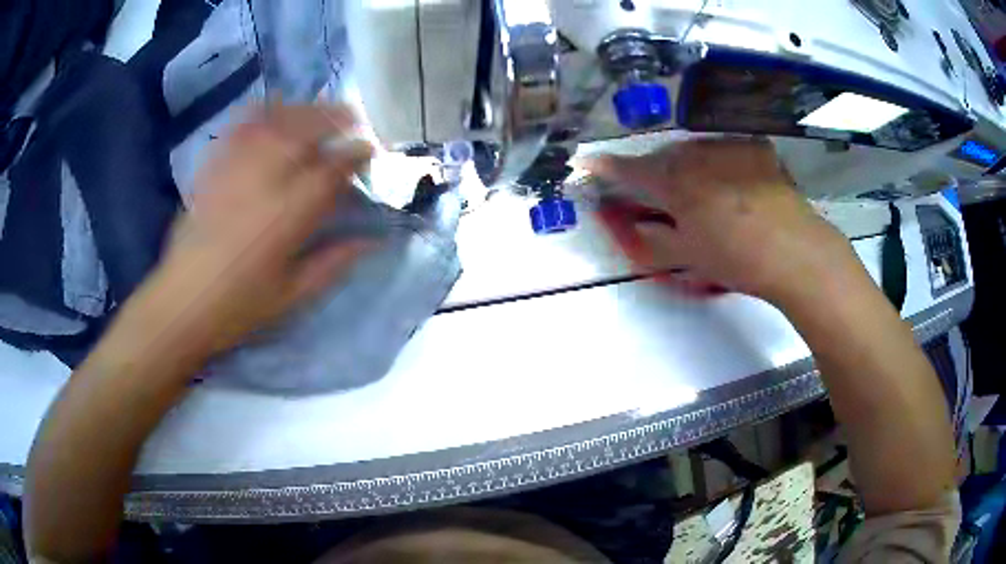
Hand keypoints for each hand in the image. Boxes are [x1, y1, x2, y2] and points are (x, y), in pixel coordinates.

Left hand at [148, 104, 374, 355]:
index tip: (370, 150)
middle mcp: (265, 178)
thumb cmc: (238, 306)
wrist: (179, 304)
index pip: (334, 168)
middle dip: (337, 119)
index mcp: (289, 214)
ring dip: (305, 111)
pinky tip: (274, 113)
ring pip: (277, 120)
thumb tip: (373, 240)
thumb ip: (334, 262)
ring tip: (320, 113)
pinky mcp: (213, 166)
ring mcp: (235, 167)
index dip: (357, 154)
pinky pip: (241, 126)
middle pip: (307, 130)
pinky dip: (263, 113)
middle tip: (354, 121)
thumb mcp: (292, 295)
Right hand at [587, 137, 851, 302]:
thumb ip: (650, 240)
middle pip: (663, 158)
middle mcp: (695, 153)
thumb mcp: (686, 257)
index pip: (627, 169)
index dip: (603, 168)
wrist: (795, 250)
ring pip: (694, 151)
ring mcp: (728, 146)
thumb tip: (628, 226)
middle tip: (658, 196)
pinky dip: (720, 164)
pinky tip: (735, 185)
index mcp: (672, 181)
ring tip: (702, 193)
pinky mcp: (755, 147)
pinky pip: (726, 151)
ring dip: (687, 166)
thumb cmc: (735, 257)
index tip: (585, 163)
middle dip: (654, 173)